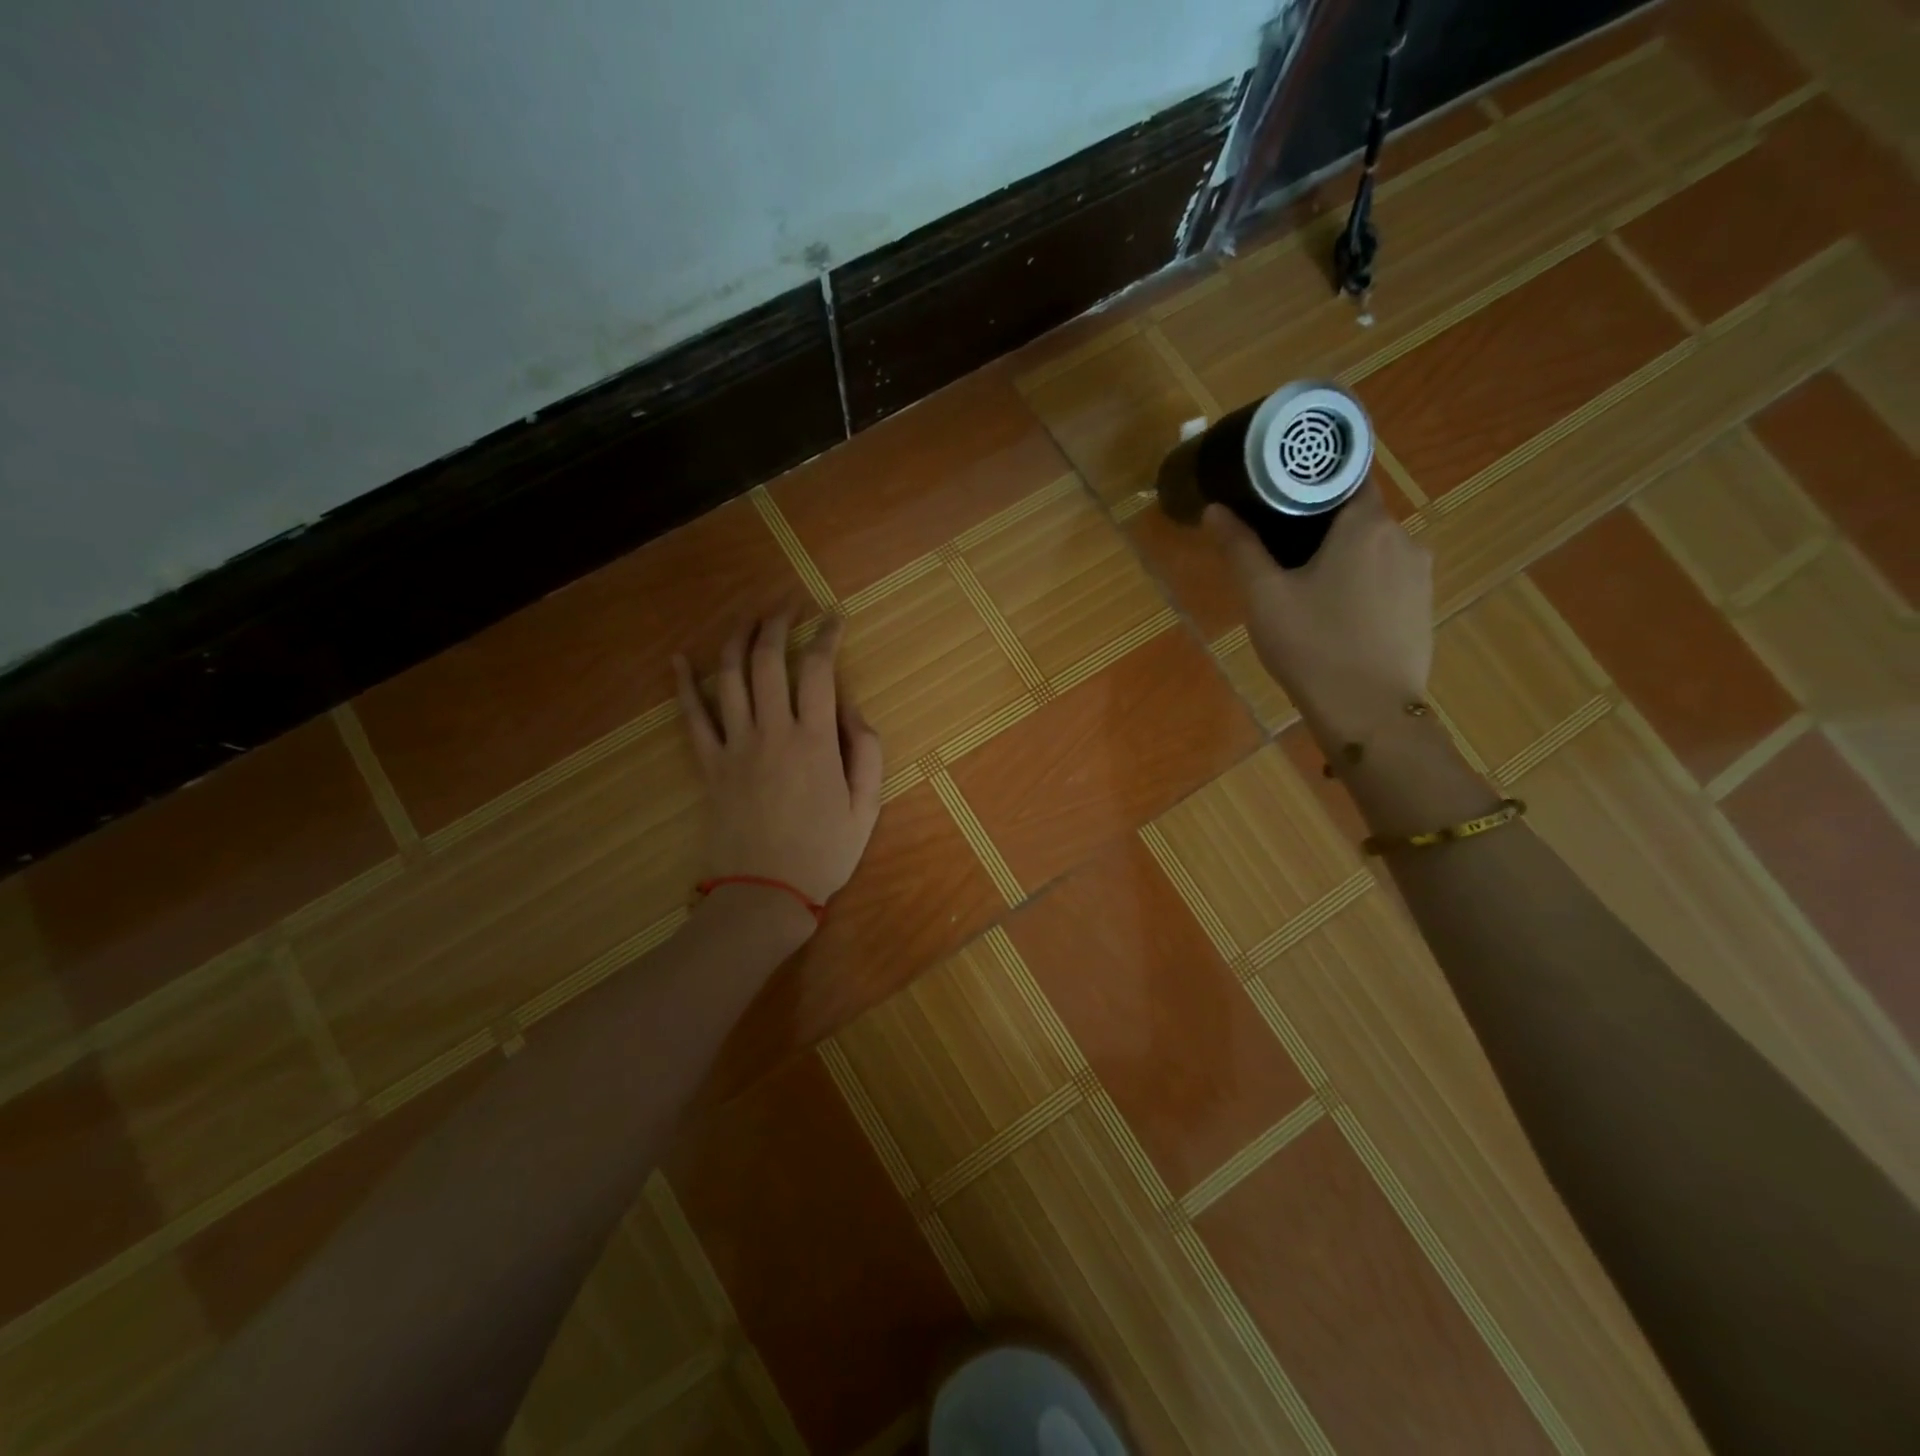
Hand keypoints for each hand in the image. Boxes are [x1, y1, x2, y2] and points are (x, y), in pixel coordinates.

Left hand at [675, 615, 882, 917]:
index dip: (827, 636)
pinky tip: (678, 660)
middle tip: (787, 606)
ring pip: (729, 677)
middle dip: (777, 624)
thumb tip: (850, 706)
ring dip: (737, 639)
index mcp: (815, 741)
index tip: (834, 618)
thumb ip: (866, 750)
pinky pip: (691, 717)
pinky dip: (683, 685)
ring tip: (747, 618)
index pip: (819, 670)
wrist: (765, 894)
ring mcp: (735, 746)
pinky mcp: (708, 765)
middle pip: (768, 660)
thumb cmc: (824, 852)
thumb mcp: (867, 806)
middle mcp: (773, 732)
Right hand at [1204, 480, 1432, 745]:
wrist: (1369, 713)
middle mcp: (1403, 538)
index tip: (1282, 491)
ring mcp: (1420, 575)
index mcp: (1366, 525)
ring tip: (1305, 583)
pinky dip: (1362, 583)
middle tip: (1280, 545)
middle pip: (1358, 514)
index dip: (1314, 479)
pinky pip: (1388, 578)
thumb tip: (1215, 509)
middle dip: (1322, 524)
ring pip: (1374, 549)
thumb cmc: (1312, 646)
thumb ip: (1240, 548)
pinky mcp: (1424, 607)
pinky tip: (1336, 612)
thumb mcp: (1264, 596)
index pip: (1347, 475)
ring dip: (1343, 556)